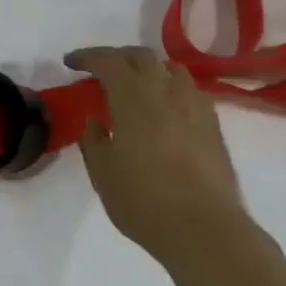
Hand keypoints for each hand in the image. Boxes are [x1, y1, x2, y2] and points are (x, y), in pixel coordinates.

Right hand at [65, 47, 253, 268]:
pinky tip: (167, 109)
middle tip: (101, 70)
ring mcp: (195, 106)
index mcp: (133, 98)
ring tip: (138, 85)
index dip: (88, 56)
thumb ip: (94, 141)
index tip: (71, 62)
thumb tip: (97, 121)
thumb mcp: (103, 174)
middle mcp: (166, 92)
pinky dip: (172, 89)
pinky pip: (191, 91)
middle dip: (118, 56)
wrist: (204, 229)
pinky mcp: (214, 125)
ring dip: (150, 69)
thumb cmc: (144, 201)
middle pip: (142, 56)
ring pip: (171, 69)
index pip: (108, 61)